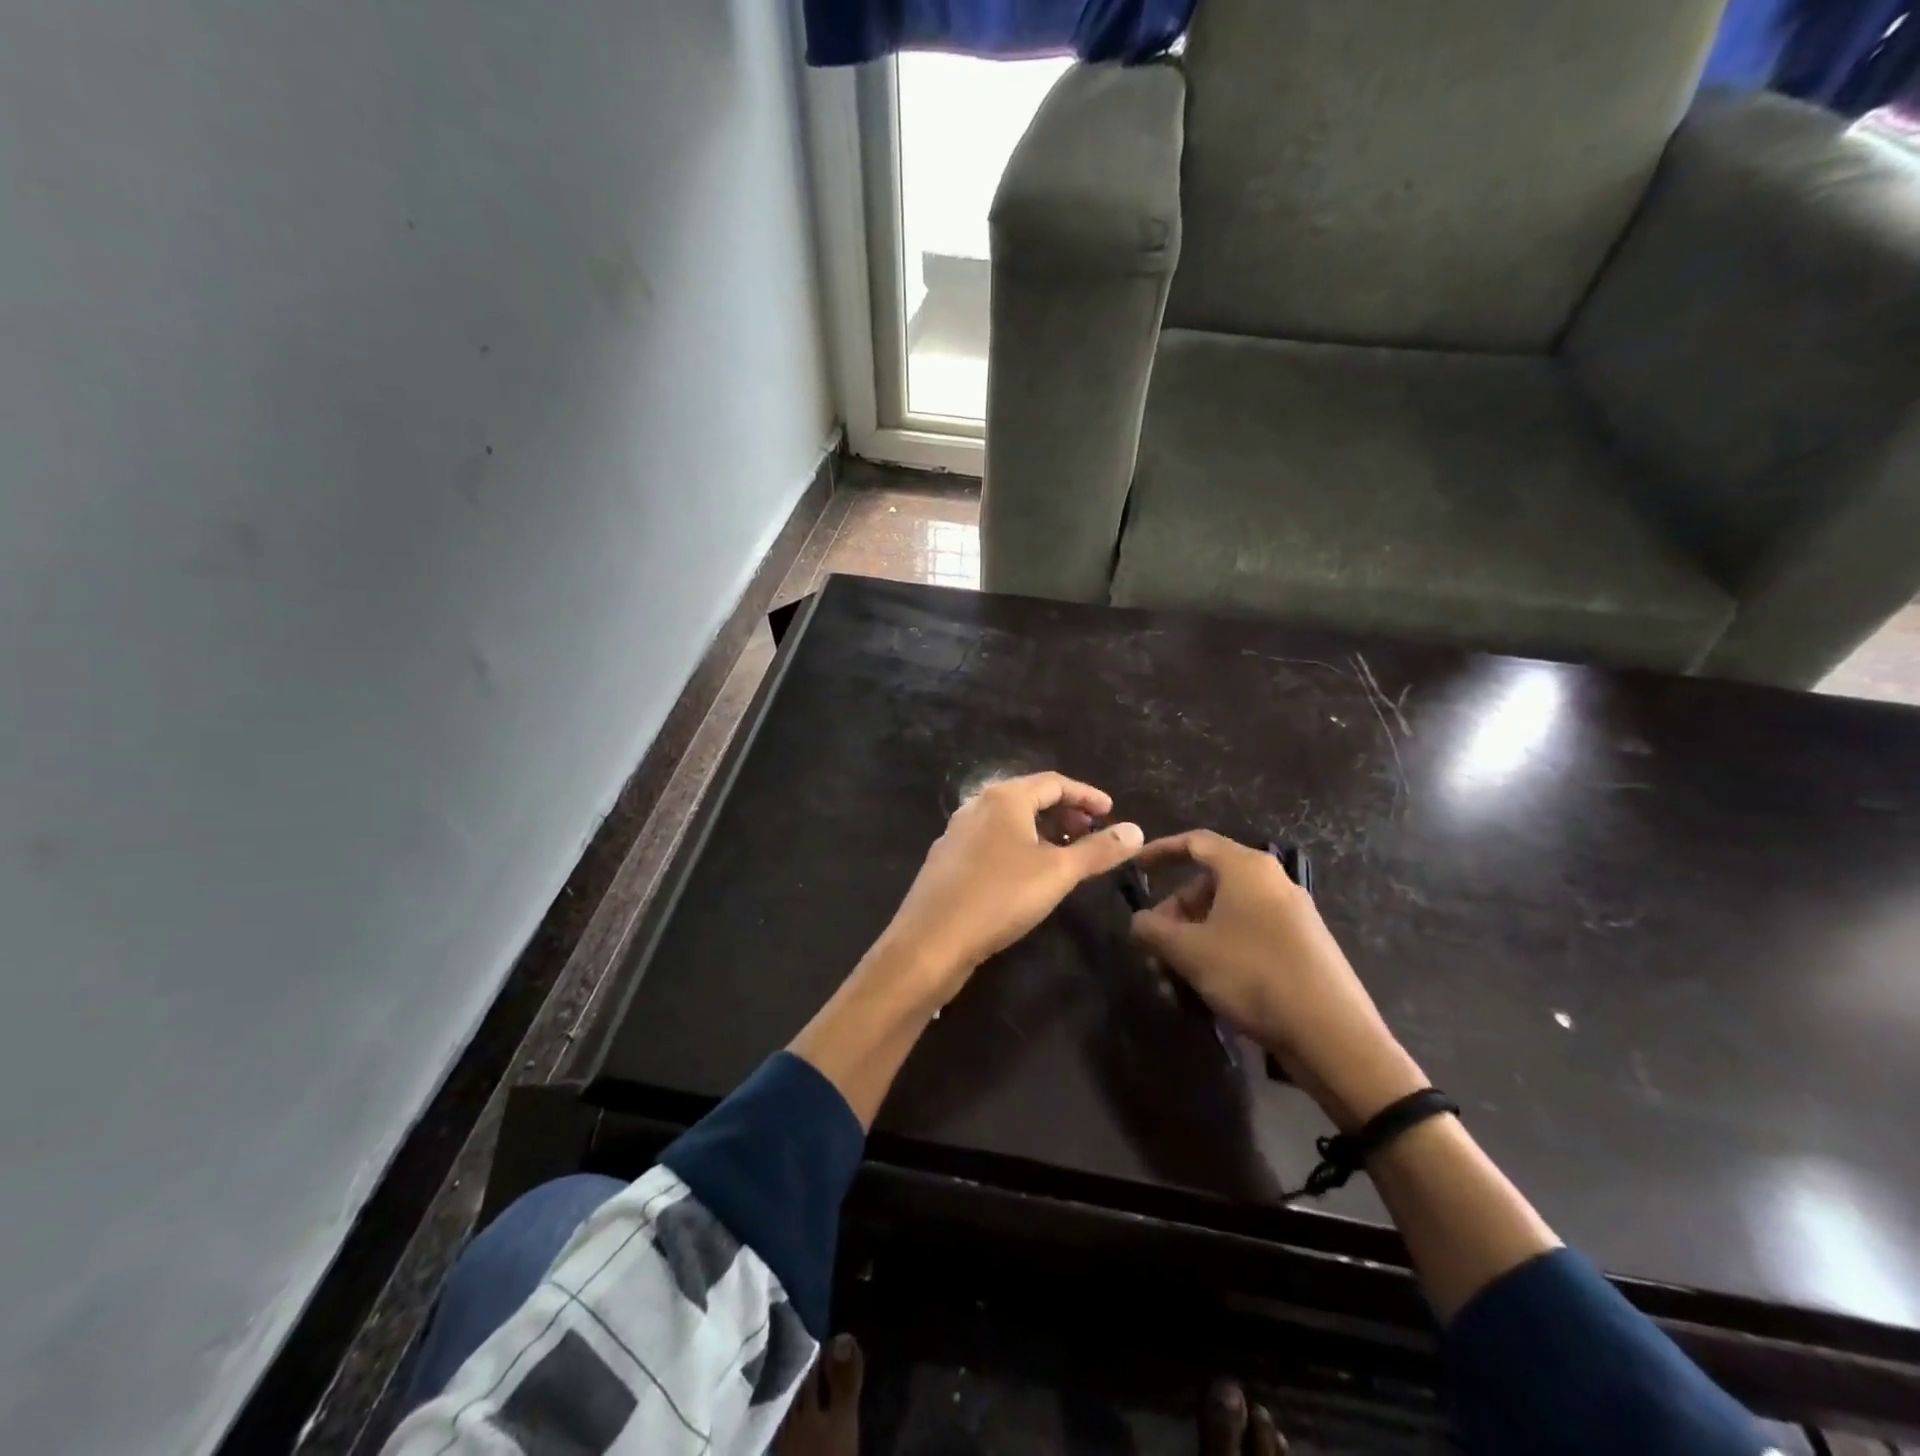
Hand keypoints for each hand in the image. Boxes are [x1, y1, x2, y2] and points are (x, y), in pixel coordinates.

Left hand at [873, 772, 1144, 1005]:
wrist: (931, 940)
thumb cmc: (1000, 896)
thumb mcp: (1058, 873)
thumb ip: (1098, 850)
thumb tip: (1136, 830)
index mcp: (1003, 798)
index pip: (1053, 782)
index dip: (1086, 795)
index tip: (1110, 811)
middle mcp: (977, 806)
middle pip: (1028, 798)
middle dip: (1064, 812)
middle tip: (1091, 832)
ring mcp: (957, 833)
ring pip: (1008, 822)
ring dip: (1041, 831)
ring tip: (1065, 854)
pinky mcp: (947, 860)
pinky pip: (991, 841)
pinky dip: (1017, 847)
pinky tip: (1026, 874)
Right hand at [1129, 830, 1425, 1131]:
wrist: (1332, 1033)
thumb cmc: (1252, 974)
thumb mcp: (1188, 951)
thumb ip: (1153, 930)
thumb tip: (1139, 922)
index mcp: (1246, 868)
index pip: (1195, 842)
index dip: (1160, 851)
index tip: (1136, 868)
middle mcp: (1271, 882)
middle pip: (1208, 886)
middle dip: (1174, 916)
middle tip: (1155, 948)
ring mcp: (1291, 915)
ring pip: (1226, 918)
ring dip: (1193, 944)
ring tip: (1174, 983)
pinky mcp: (1302, 947)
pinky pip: (1248, 938)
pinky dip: (1220, 955)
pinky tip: (1207, 994)